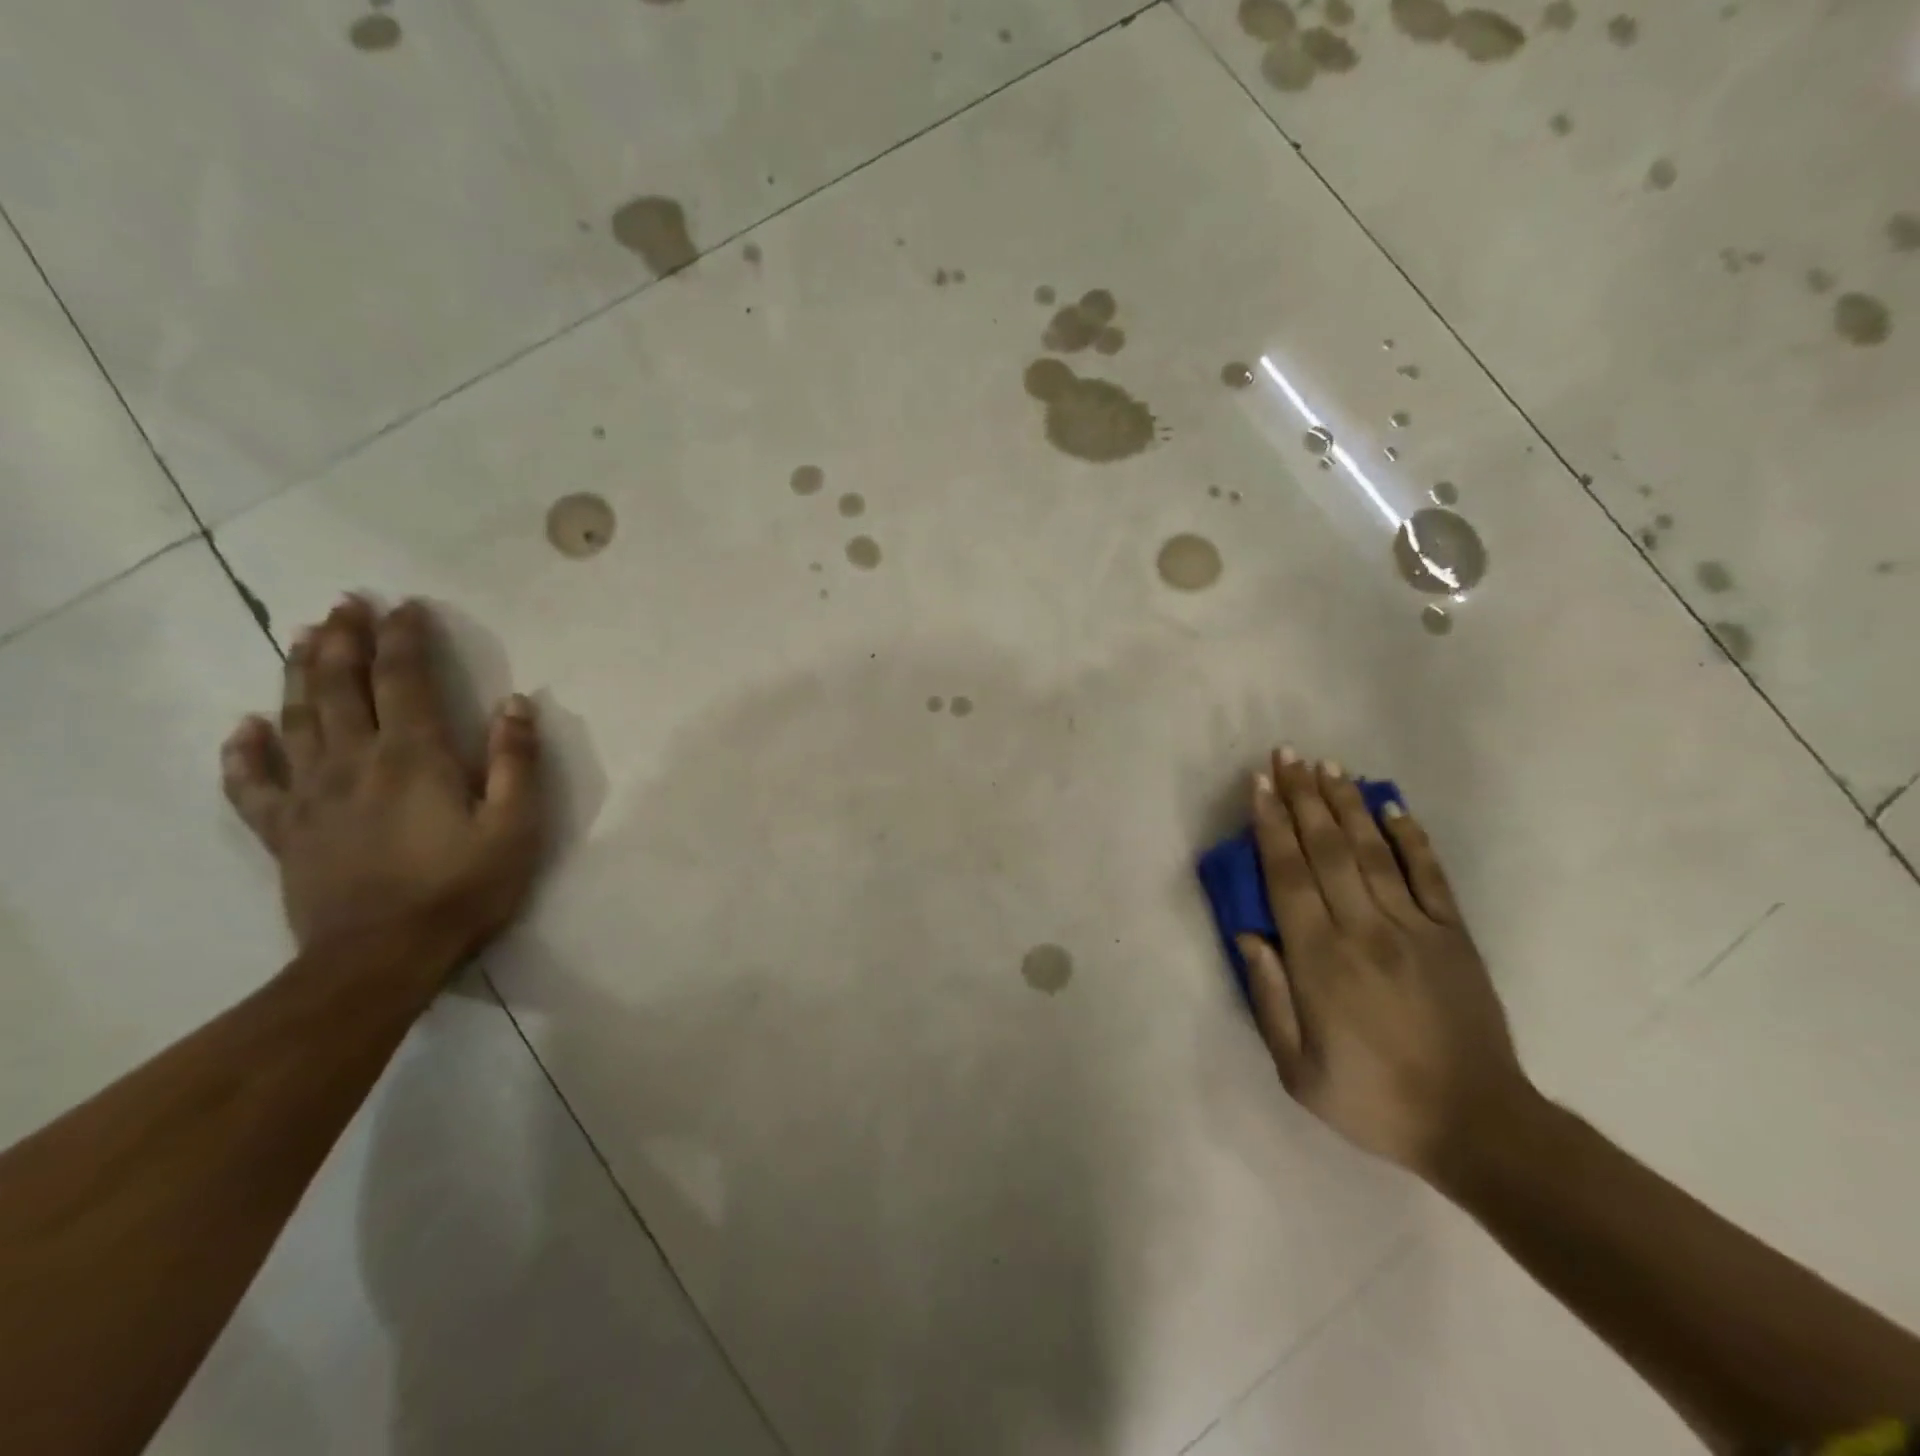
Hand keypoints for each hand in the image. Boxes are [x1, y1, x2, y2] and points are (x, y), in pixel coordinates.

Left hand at [220, 596, 544, 955]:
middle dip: (342, 638)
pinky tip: (244, 726)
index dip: (403, 637)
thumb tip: (515, 703)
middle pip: (338, 685)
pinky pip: (252, 783)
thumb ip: (516, 761)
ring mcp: (310, 795)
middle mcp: (353, 760)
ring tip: (302, 636)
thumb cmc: (462, 888)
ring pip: (295, 718)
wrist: (382, 958)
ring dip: (297, 672)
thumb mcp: (515, 826)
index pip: (403, 678)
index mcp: (412, 755)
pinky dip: (244, 751)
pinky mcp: (286, 830)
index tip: (405, 606)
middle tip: (345, 603)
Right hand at [1235, 748, 1528, 1178]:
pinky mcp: (1454, 935)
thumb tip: (1247, 935)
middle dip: (1303, 798)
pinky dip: (1410, 835)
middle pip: (1328, 850)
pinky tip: (1390, 804)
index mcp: (1321, 962)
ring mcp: (1416, 929)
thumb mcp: (1297, 1070)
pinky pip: (1429, 874)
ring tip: (1326, 766)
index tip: (1260, 786)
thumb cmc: (1373, 1100)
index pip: (1288, 877)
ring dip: (1346, 804)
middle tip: (1285, 755)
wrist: (1478, 1127)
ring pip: (1374, 850)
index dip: (1271, 827)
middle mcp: (1365, 931)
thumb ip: (1269, 998)